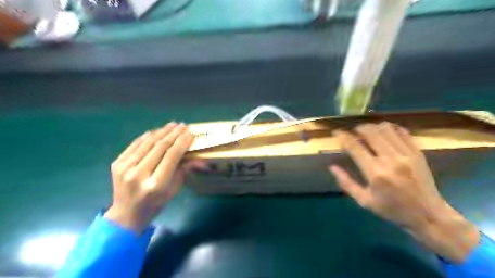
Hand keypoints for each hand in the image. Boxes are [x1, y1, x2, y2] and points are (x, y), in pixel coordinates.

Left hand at [105, 122, 205, 233]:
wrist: (126, 214)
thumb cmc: (156, 204)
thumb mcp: (174, 189)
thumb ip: (184, 170)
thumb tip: (199, 157)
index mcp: (156, 184)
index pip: (171, 156)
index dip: (181, 142)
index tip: (189, 132)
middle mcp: (139, 174)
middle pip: (159, 147)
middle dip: (173, 134)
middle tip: (183, 125)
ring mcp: (125, 168)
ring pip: (147, 143)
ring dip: (161, 131)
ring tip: (172, 125)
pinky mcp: (117, 164)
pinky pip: (135, 145)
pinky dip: (147, 136)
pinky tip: (156, 131)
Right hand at [330, 122, 481, 262]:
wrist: (428, 215)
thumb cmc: (392, 210)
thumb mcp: (364, 201)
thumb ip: (346, 183)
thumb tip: (332, 167)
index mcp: (375, 173)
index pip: (355, 147)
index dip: (343, 137)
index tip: (337, 132)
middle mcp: (390, 160)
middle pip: (371, 133)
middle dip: (358, 128)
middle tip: (352, 131)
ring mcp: (406, 154)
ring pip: (386, 129)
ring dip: (373, 126)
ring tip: (367, 130)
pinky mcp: (417, 153)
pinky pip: (402, 132)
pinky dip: (391, 128)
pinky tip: (384, 131)